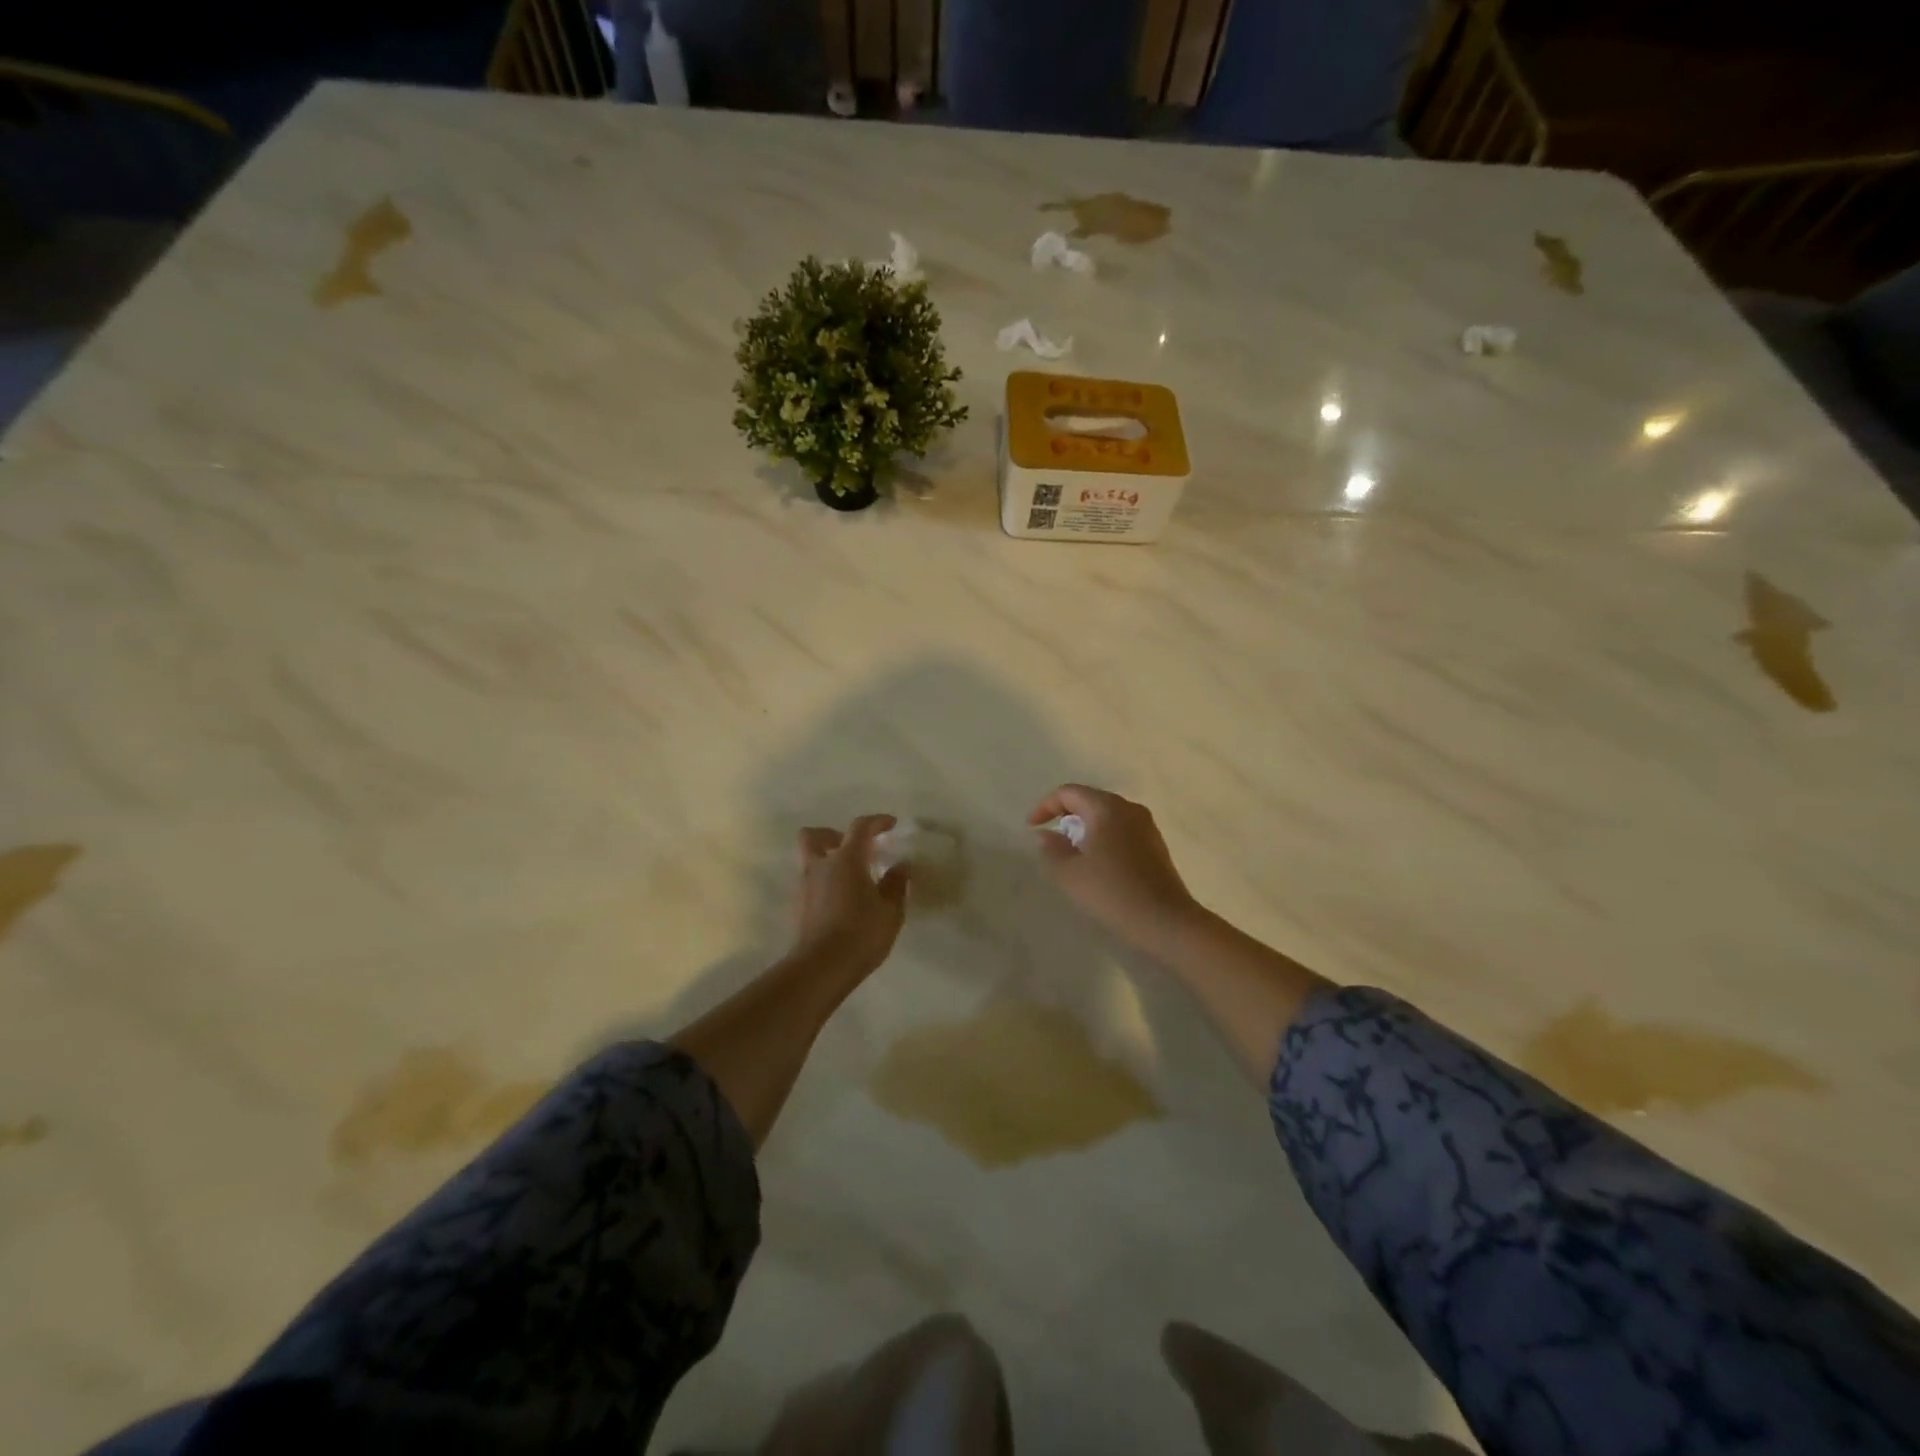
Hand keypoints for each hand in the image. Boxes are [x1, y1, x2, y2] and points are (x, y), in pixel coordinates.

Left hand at [789, 814, 908, 979]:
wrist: (821, 968)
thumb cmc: (861, 934)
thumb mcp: (890, 910)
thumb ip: (896, 884)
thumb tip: (900, 866)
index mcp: (846, 859)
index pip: (860, 827)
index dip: (877, 821)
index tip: (891, 824)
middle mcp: (820, 865)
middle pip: (815, 835)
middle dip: (833, 834)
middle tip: (854, 848)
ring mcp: (804, 885)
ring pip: (810, 859)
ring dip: (827, 860)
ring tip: (851, 879)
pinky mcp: (797, 906)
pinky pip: (810, 882)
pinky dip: (824, 882)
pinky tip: (841, 901)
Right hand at [1029, 784, 1199, 950]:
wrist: (1164, 920)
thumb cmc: (1111, 892)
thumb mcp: (1070, 873)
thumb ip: (1052, 848)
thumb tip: (1045, 834)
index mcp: (1106, 807)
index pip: (1068, 793)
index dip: (1045, 806)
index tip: (1031, 828)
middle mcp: (1129, 808)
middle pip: (1090, 800)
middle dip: (1066, 815)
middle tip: (1050, 838)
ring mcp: (1146, 825)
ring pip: (1107, 815)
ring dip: (1086, 828)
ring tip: (1072, 852)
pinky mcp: (1156, 844)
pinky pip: (1122, 830)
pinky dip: (1104, 838)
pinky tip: (1098, 863)